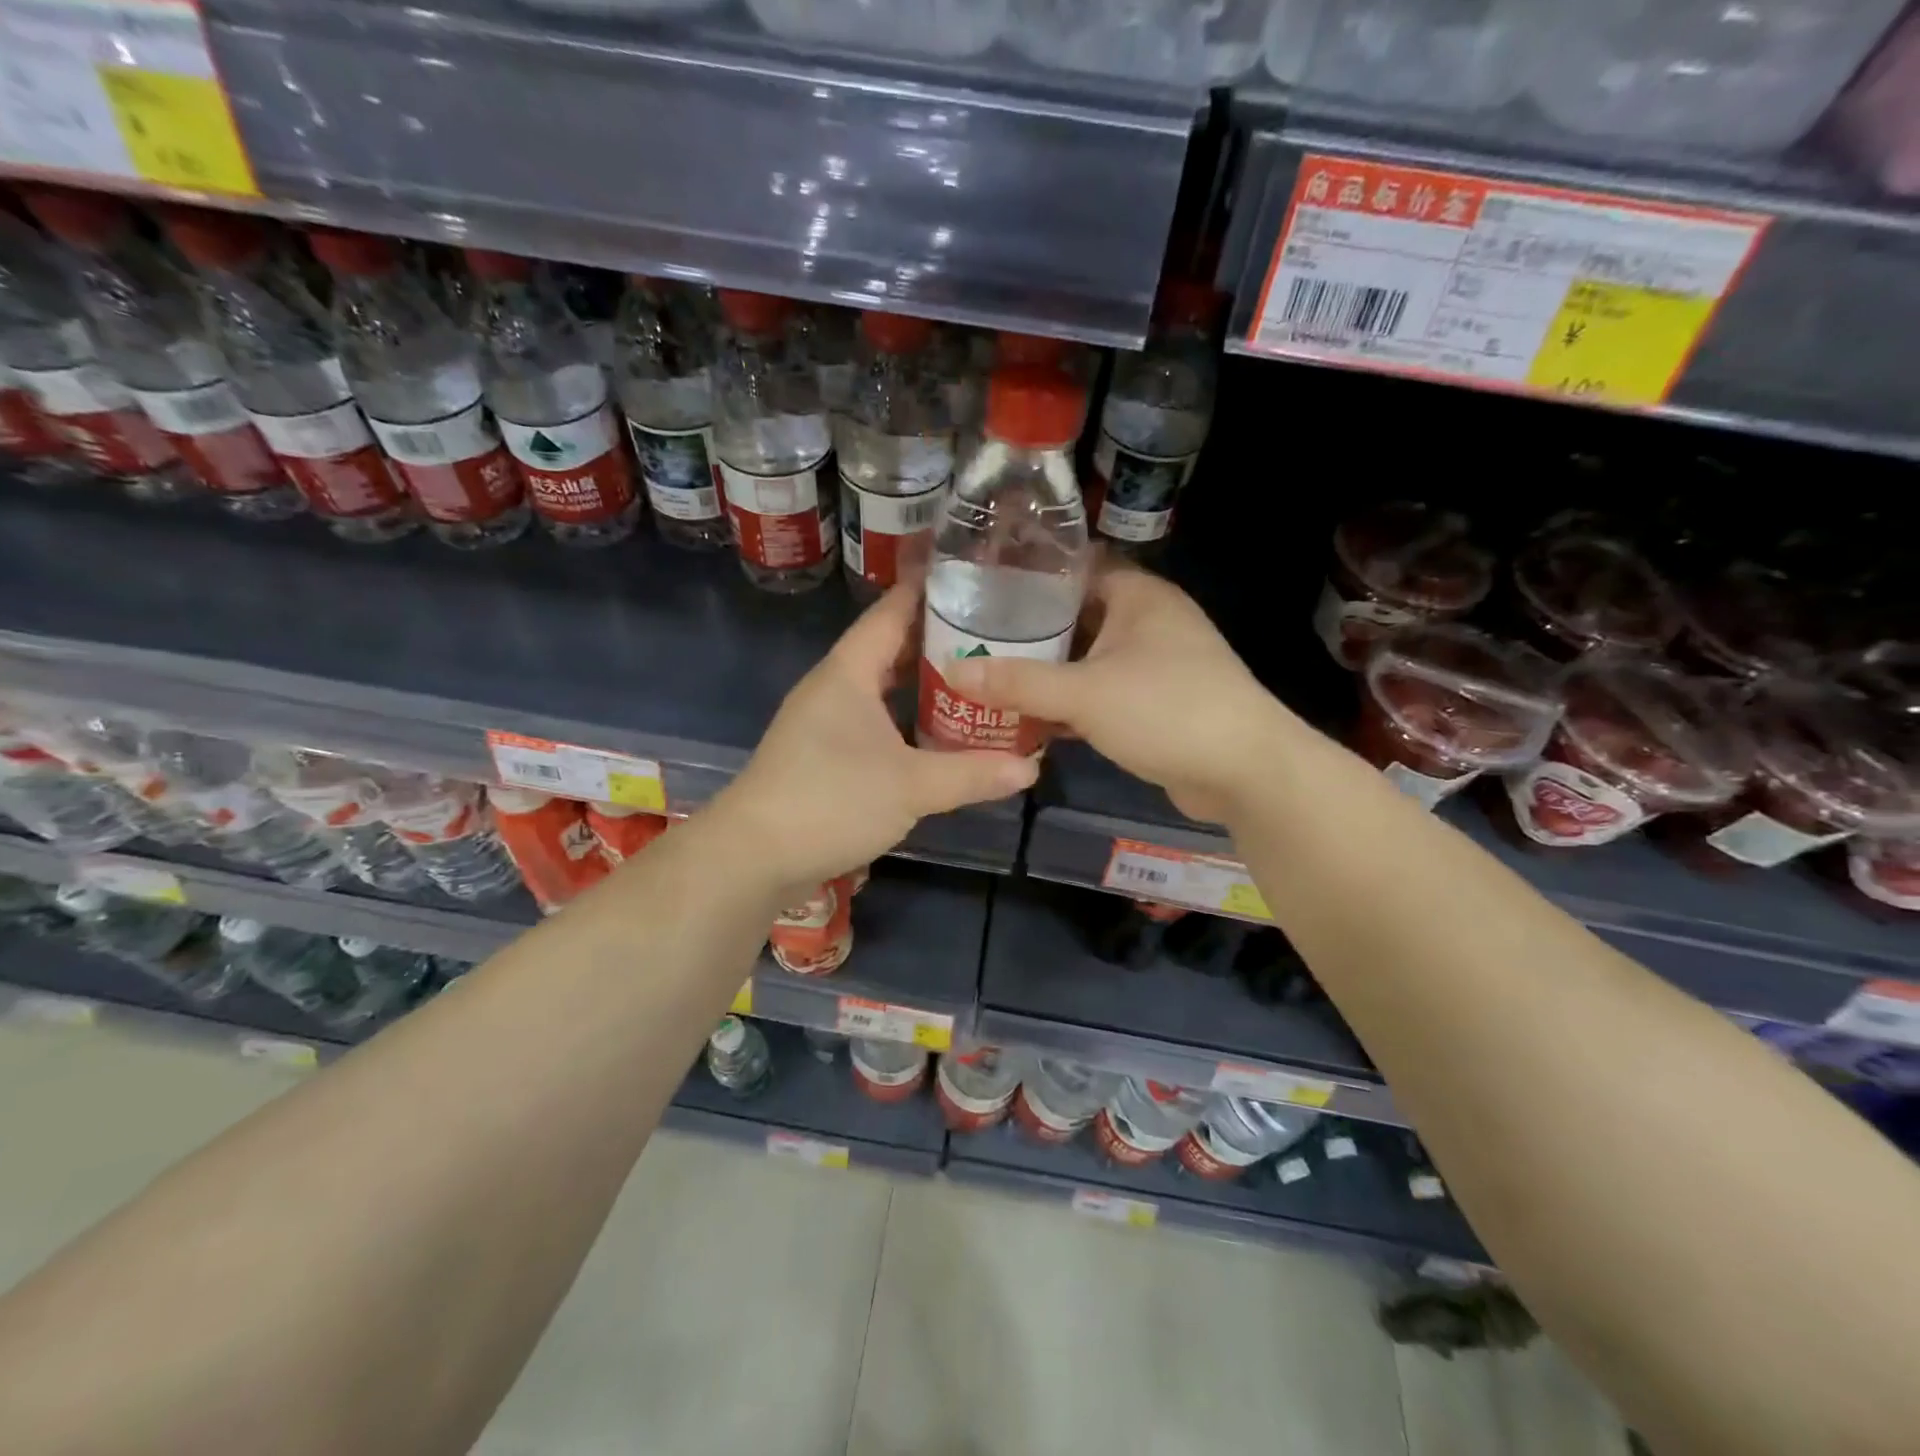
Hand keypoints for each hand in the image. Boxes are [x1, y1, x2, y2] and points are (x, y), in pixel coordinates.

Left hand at [715, 583, 1038, 892]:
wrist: (753, 857)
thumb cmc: (830, 802)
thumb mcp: (910, 786)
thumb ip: (972, 773)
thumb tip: (1031, 767)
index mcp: (848, 672)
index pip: (892, 611)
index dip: (929, 590)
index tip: (974, 576)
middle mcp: (834, 686)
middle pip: (890, 647)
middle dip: (938, 640)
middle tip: (994, 634)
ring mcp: (823, 721)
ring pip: (881, 687)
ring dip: (923, 683)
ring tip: (976, 678)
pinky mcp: (822, 754)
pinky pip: (873, 720)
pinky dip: (906, 718)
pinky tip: (937, 732)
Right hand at [943, 562, 1288, 823]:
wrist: (1245, 771)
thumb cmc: (1167, 710)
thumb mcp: (1084, 693)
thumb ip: (1018, 682)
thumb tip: (952, 670)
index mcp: (1138, 596)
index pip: (1075, 568)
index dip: (1029, 575)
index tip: (980, 588)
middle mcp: (1148, 621)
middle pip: (1076, 616)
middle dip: (1029, 631)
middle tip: (973, 639)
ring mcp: (1155, 664)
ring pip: (1088, 659)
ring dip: (1048, 672)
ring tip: (990, 676)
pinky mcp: (1156, 704)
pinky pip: (1101, 693)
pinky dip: (1070, 704)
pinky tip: (1030, 718)